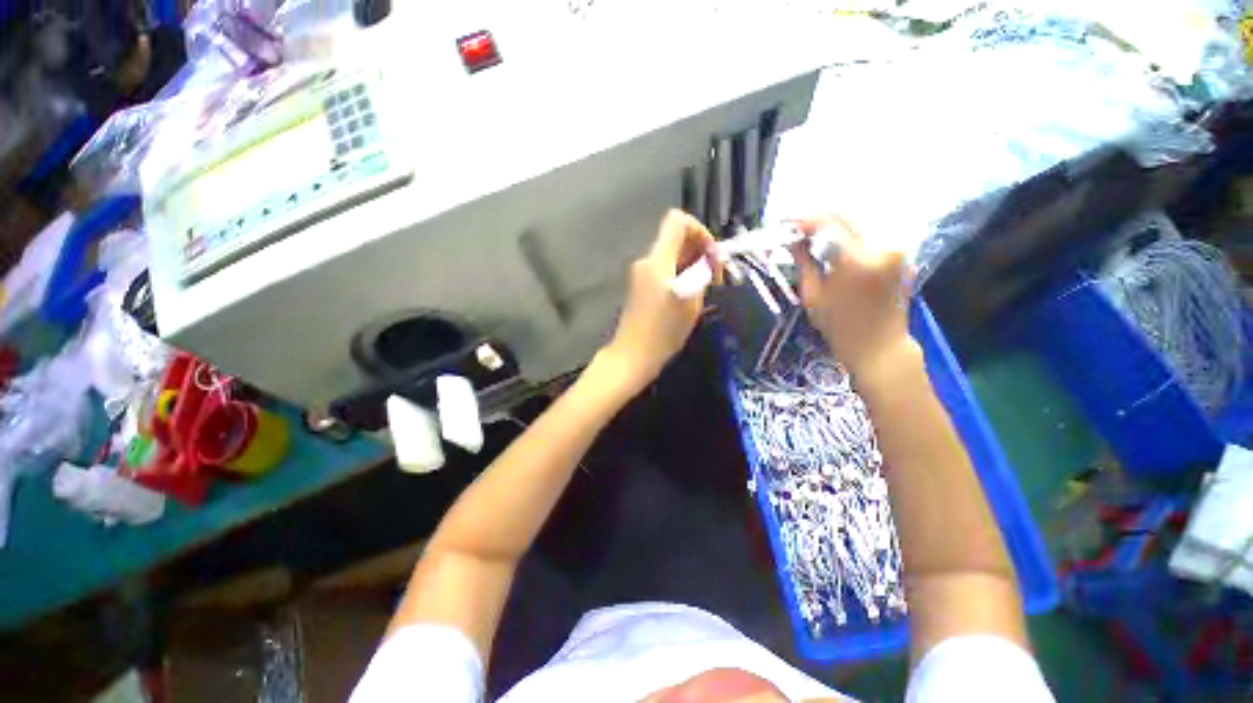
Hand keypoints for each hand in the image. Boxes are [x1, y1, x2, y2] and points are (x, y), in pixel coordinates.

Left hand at [602, 210, 718, 392]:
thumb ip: (702, 273)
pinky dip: (679, 275)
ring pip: (670, 256)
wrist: (632, 356)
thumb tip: (709, 258)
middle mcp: (646, 261)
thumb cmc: (663, 331)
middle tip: (713, 277)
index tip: (712, 256)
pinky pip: (663, 270)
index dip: (700, 230)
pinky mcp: (640, 288)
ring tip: (704, 289)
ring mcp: (641, 275)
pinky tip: (688, 296)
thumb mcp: (691, 301)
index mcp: (657, 259)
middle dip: (699, 251)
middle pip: (675, 238)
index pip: (677, 220)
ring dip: (690, 265)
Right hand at [790, 215, 915, 380]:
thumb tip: (795, 240)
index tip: (791, 225)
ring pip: (862, 225)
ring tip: (818, 238)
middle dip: (822, 221)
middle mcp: (882, 247)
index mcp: (856, 260)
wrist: (879, 346)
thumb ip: (804, 262)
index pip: (830, 223)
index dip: (807, 220)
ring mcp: (897, 251)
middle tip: (802, 230)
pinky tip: (840, 248)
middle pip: (849, 218)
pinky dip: (855, 238)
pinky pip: (874, 237)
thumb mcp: (813, 296)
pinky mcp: (904, 256)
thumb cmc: (840, 327)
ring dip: (839, 228)